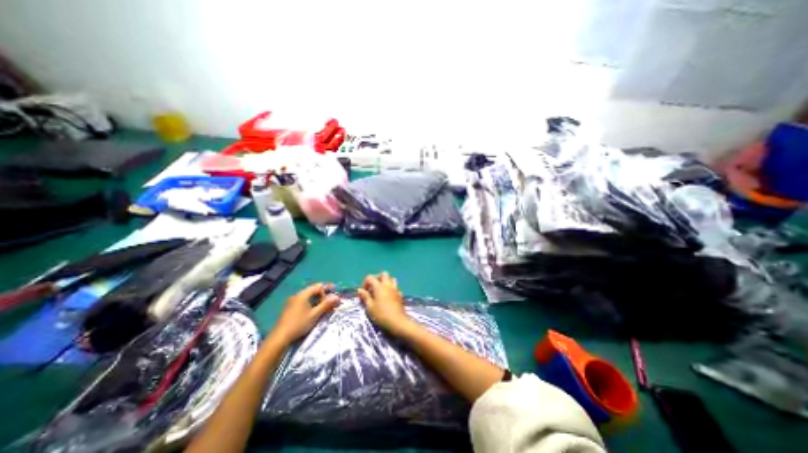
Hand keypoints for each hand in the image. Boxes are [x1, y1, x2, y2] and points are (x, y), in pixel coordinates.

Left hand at [267, 283, 338, 343]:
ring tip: (325, 306)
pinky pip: (304, 301)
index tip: (335, 294)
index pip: (318, 286)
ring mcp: (293, 302)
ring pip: (309, 296)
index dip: (328, 288)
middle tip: (332, 300)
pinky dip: (312, 303)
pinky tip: (315, 310)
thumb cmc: (299, 324)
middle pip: (313, 290)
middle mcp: (297, 295)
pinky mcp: (290, 308)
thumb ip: (326, 304)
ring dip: (318, 299)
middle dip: (324, 294)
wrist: (280, 338)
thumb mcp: (314, 314)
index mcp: (303, 294)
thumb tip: (337, 297)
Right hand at [359, 272, 411, 336]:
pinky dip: (391, 289)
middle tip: (373, 287)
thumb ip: (365, 297)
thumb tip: (360, 290)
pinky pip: (395, 287)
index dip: (365, 283)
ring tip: (381, 291)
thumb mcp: (370, 307)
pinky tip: (388, 297)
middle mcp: (388, 285)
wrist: (397, 322)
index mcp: (379, 286)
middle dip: (377, 278)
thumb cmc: (381, 315)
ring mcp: (395, 289)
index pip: (370, 277)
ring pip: (391, 279)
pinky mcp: (400, 295)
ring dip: (386, 282)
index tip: (363, 292)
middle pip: (383, 274)